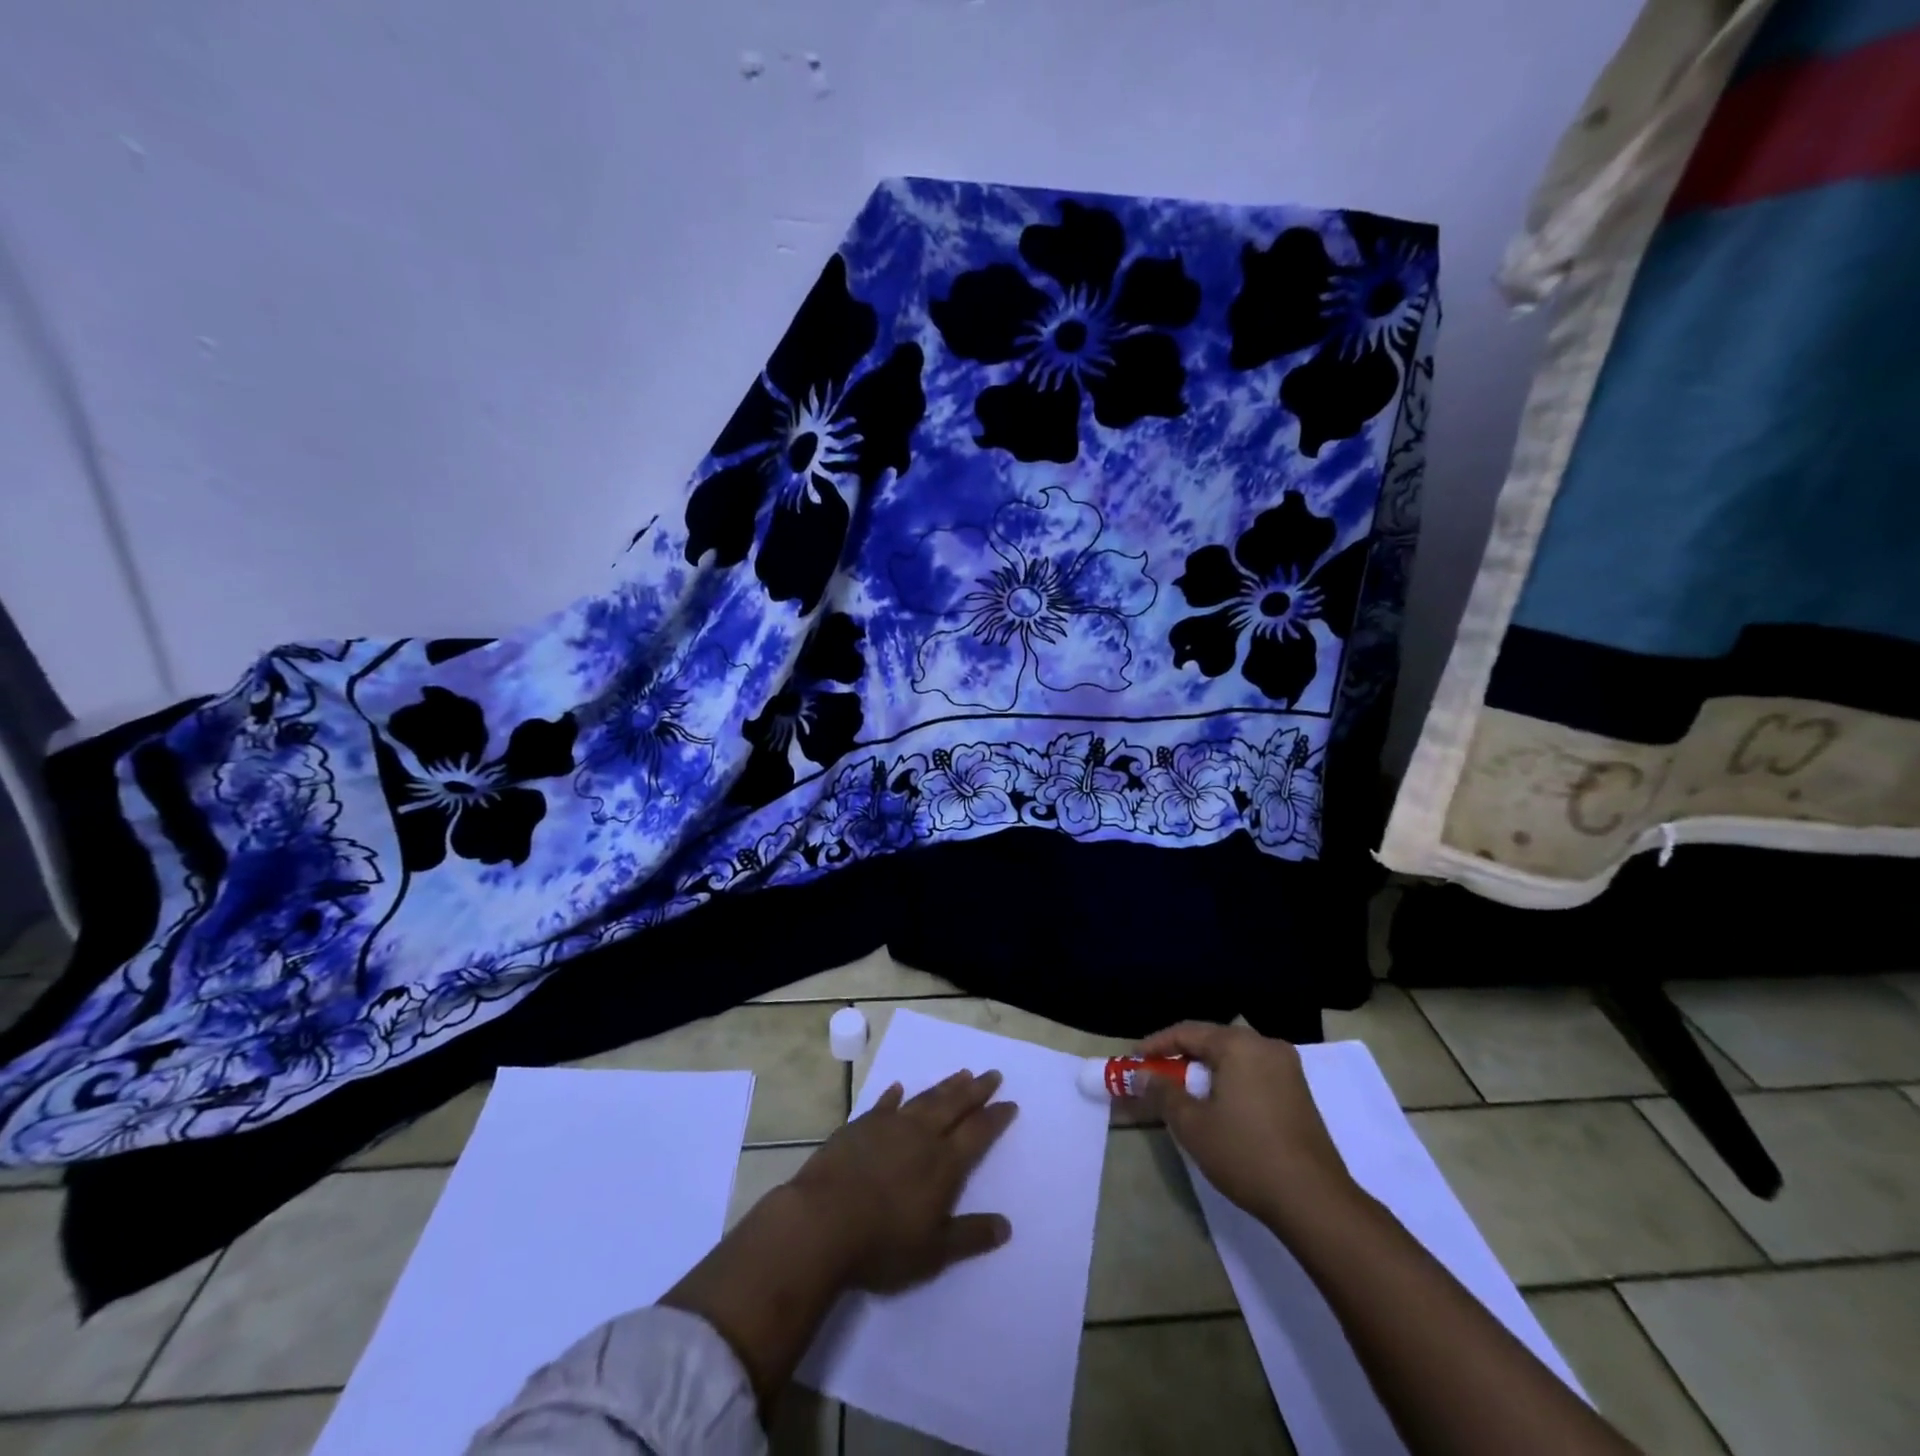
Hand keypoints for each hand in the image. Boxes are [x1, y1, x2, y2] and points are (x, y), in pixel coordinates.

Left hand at [789, 1068, 1017, 1293]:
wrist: (822, 1222)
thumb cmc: (882, 1244)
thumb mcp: (934, 1252)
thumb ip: (971, 1236)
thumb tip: (1006, 1226)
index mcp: (944, 1163)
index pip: (978, 1133)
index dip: (996, 1117)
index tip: (1010, 1103)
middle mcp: (921, 1136)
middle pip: (955, 1105)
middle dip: (976, 1090)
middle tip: (992, 1073)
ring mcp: (889, 1126)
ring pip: (924, 1099)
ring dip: (945, 1086)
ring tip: (961, 1073)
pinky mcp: (860, 1126)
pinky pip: (884, 1104)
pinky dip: (894, 1095)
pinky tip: (899, 1088)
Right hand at [1132, 1022, 1356, 1233]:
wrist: (1315, 1201)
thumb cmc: (1246, 1154)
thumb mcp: (1193, 1124)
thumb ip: (1163, 1092)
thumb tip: (1141, 1074)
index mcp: (1239, 1044)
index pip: (1188, 1032)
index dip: (1156, 1044)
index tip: (1134, 1059)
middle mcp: (1265, 1046)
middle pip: (1213, 1041)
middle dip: (1181, 1056)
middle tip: (1155, 1075)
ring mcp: (1287, 1069)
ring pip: (1234, 1058)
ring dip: (1205, 1070)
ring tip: (1182, 1091)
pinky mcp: (1299, 1093)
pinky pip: (1253, 1073)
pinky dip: (1229, 1081)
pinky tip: (1217, 1104)